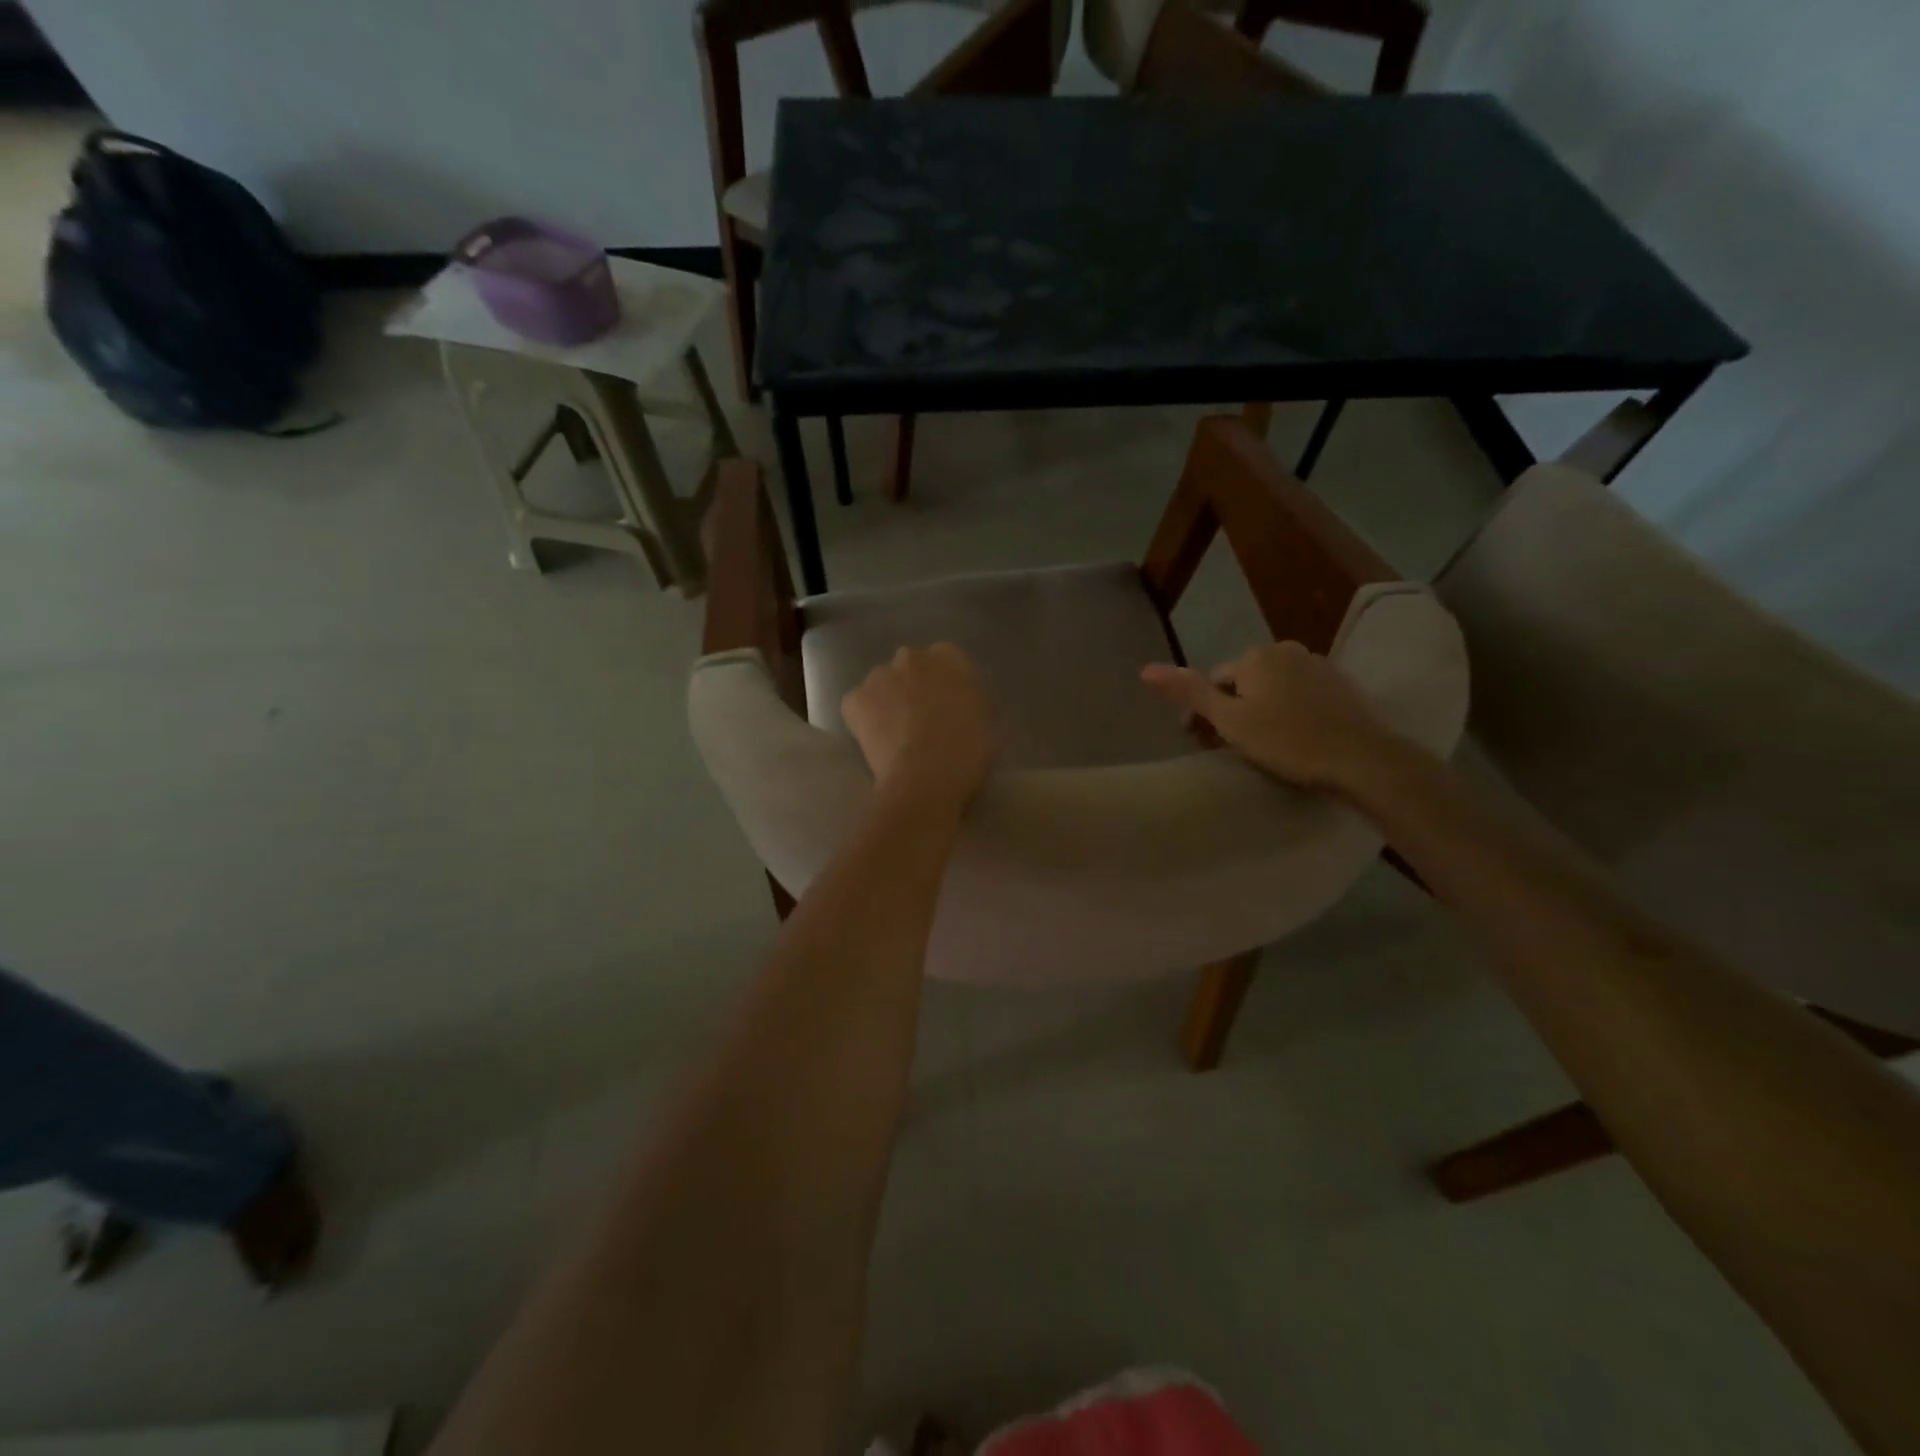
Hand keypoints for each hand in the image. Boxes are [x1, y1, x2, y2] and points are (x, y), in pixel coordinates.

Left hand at [842, 644, 996, 813]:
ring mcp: (880, 675)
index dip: (944, 682)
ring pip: (882, 683)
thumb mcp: (987, 720)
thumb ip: (971, 700)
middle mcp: (914, 657)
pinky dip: (862, 718)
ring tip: (895, 732)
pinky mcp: (855, 698)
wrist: (926, 776)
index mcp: (951, 658)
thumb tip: (959, 702)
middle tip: (922, 717)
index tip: (947, 703)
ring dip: (887, 699)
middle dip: (914, 685)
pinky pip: (857, 704)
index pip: (947, 658)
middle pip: (911, 665)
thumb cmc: (967, 752)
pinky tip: (874, 739)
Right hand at [1141, 641, 1399, 792]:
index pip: (1213, 681)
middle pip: (1242, 682)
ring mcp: (1317, 664)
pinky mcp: (1340, 684)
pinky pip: (1299, 693)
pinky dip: (1287, 710)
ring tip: (1258, 745)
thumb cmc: (1288, 741)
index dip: (1201, 713)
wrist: (1362, 758)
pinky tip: (1291, 736)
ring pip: (1271, 687)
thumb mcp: (1230, 722)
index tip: (1199, 744)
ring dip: (1258, 709)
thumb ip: (1189, 693)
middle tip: (1227, 747)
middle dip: (1230, 709)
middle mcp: (1285, 650)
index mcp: (1255, 657)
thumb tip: (1145, 669)